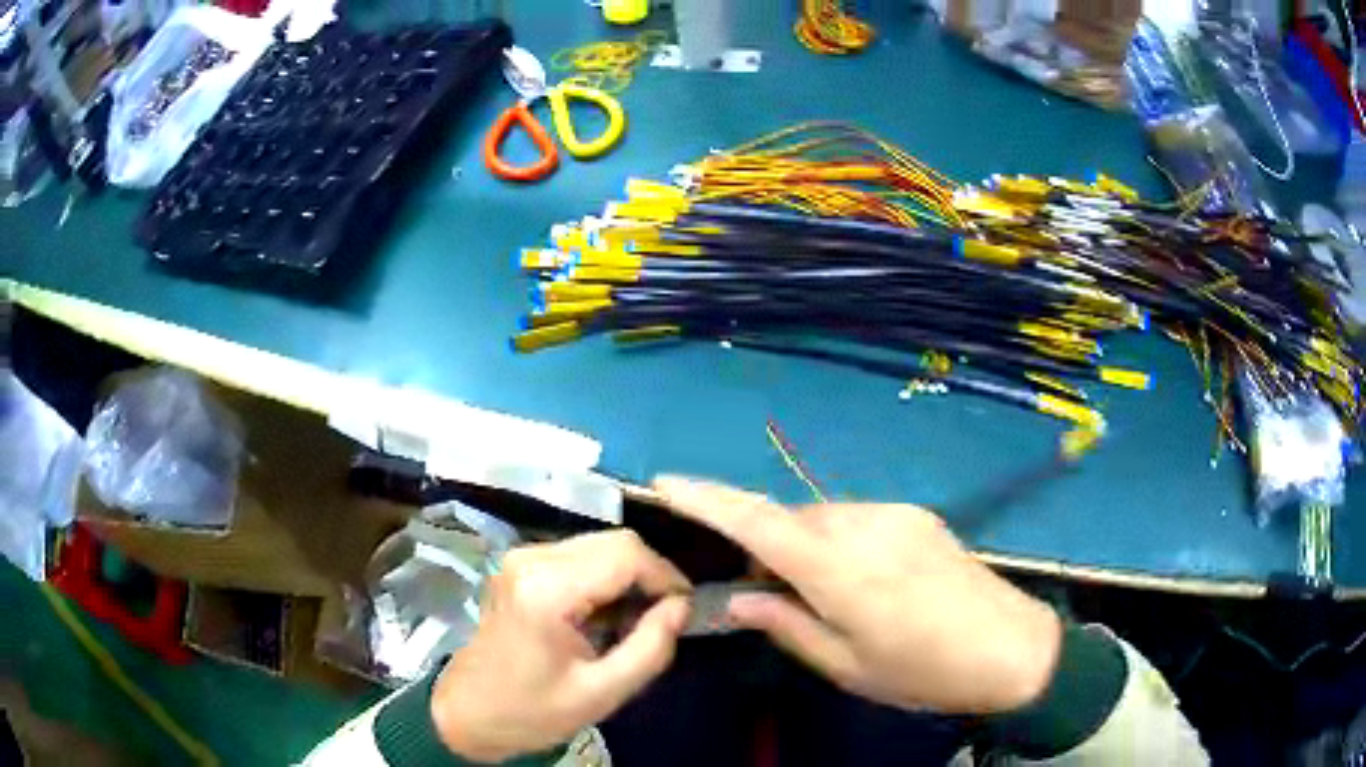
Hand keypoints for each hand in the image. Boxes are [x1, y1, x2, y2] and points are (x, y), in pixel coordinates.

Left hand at [431, 530, 691, 762]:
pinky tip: (607, 611)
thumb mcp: (603, 693)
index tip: (685, 608)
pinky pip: (578, 554)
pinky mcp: (519, 564)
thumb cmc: (533, 711)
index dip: (667, 575)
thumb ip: (651, 647)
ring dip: (628, 574)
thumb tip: (682, 606)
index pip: (627, 554)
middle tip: (666, 615)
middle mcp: (532, 558)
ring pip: (598, 543)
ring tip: (638, 617)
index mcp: (547, 589)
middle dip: (650, 573)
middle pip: (614, 540)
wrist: (469, 712)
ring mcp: (521, 556)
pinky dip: (604, 575)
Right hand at [653, 476, 1061, 714]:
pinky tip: (861, 579)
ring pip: (824, 518)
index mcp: (843, 572)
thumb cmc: (924, 673)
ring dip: (804, 544)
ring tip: (821, 593)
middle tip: (764, 589)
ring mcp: (897, 515)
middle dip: (764, 542)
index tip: (668, 483)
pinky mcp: (917, 515)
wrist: (1013, 647)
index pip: (760, 523)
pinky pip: (856, 519)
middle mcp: (866, 528)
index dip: (709, 499)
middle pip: (791, 519)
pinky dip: (837, 541)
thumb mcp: (848, 666)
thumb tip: (742, 598)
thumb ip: (789, 626)